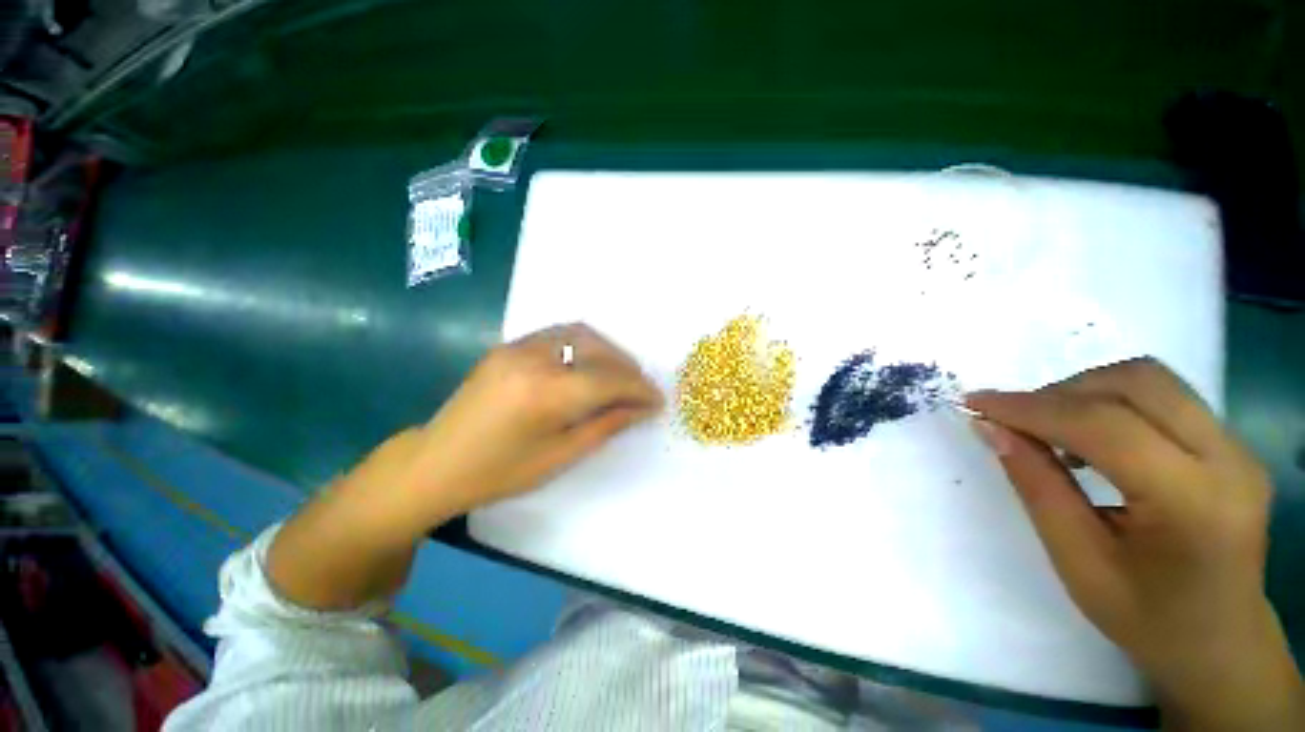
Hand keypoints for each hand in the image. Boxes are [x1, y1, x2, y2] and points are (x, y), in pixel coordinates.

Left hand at [395, 322, 662, 524]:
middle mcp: (533, 359)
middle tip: (641, 388)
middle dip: (627, 367)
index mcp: (545, 394)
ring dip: (608, 351)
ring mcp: (518, 347)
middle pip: (597, 349)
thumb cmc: (498, 472)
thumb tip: (641, 409)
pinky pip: (559, 335)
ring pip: (580, 333)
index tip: (658, 399)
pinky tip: (590, 366)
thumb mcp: (560, 456)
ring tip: (620, 375)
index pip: (608, 380)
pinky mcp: (508, 346)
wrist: (435, 463)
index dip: (639, 389)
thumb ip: (605, 425)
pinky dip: (584, 345)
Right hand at [968, 358, 1302, 730]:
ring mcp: (1237, 448)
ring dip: (1086, 392)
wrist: (1221, 644)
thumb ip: (1037, 487)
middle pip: (1137, 383)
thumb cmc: (1146, 619)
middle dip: (1062, 392)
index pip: (1106, 427)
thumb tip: (989, 428)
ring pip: (1150, 381)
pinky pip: (1162, 398)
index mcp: (1195, 504)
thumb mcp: (1078, 562)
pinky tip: (1090, 440)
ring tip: (1051, 431)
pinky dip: (1110, 404)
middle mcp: (1229, 461)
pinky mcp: (1231, 444)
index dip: (1033, 408)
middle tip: (1015, 421)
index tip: (976, 403)